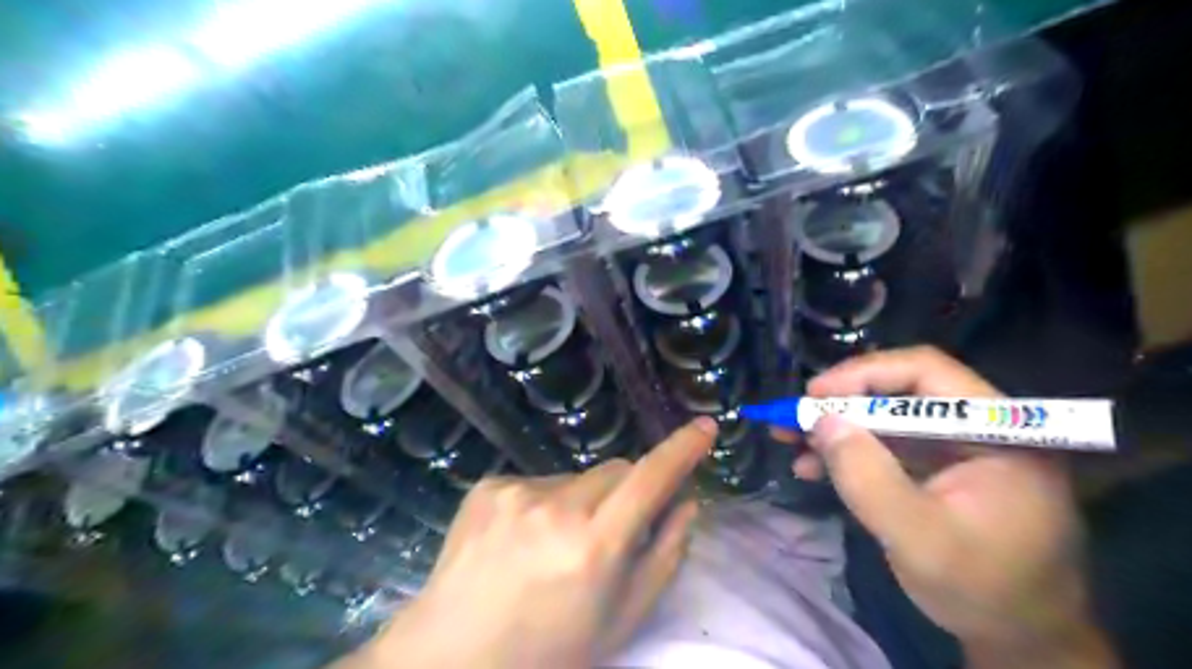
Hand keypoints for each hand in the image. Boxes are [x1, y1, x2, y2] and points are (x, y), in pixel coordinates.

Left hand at [350, 422, 711, 666]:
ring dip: (581, 501)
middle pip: (616, 470)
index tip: (705, 427)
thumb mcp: (622, 619)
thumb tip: (687, 502)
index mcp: (594, 546)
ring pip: (577, 477)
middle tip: (608, 533)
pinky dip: (544, 503)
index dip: (682, 450)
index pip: (650, 479)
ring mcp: (516, 492)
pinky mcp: (489, 486)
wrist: (454, 654)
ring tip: (554, 545)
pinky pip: (538, 482)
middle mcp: (556, 508)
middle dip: (626, 492)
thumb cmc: (550, 648)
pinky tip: (522, 540)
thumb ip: (665, 556)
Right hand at [794, 348, 1112, 664]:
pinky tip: (811, 467)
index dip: (865, 374)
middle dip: (840, 404)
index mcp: (997, 430)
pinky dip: (846, 454)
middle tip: (792, 418)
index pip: (926, 372)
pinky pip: (884, 447)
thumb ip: (870, 478)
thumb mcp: (920, 538)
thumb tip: (823, 420)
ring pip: (884, 418)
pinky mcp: (935, 469)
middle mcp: (976, 427)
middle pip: (898, 392)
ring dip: (836, 428)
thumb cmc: (984, 590)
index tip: (815, 395)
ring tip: (789, 440)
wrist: (1021, 639)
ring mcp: (954, 448)